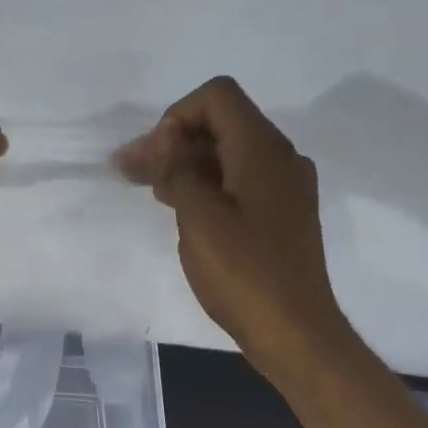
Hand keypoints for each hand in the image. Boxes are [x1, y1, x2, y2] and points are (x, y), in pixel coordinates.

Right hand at [116, 76, 344, 373]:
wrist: (293, 330)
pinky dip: (208, 186)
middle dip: (174, 142)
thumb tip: (165, 143)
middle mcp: (280, 158)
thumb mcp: (199, 217)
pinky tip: (184, 212)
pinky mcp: (282, 216)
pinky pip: (240, 183)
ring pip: (229, 155)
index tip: (154, 158)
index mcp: (262, 149)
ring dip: (188, 165)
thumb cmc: (243, 273)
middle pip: (222, 124)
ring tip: (152, 191)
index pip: (217, 97)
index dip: (175, 117)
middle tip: (133, 173)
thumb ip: (178, 170)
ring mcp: (285, 188)